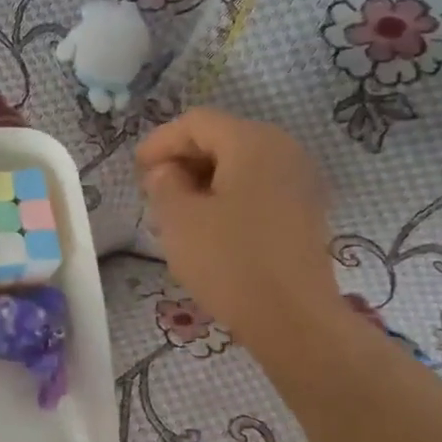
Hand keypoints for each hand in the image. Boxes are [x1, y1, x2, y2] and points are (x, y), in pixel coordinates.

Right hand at [136, 109, 343, 356]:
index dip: (160, 142)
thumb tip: (167, 171)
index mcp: (253, 142)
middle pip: (222, 139)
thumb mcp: (179, 220)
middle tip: (153, 193)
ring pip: (240, 165)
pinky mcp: (305, 211)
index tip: (136, 172)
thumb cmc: (230, 262)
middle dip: (182, 161)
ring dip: (203, 181)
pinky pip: (258, 188)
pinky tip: (209, 228)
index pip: (197, 123)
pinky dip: (228, 197)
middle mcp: (283, 150)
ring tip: (176, 213)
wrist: (293, 318)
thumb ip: (164, 183)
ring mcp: (300, 181)